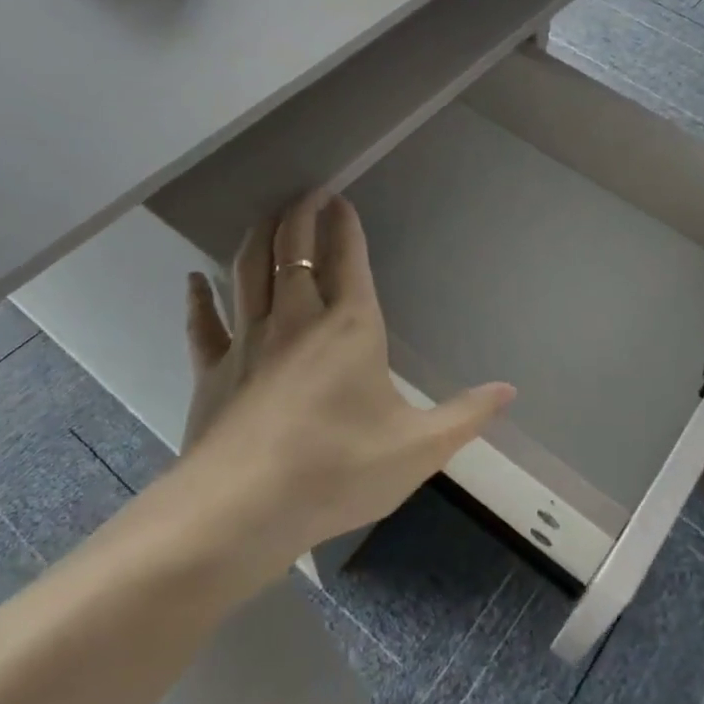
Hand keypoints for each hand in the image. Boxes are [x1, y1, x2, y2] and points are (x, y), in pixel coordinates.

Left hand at [184, 191, 515, 557]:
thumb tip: (509, 390)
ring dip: (258, 236)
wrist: (243, 511)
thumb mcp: (418, 448)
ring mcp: (248, 340)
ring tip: (266, 216)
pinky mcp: (212, 370)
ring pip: (249, 270)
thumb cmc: (339, 471)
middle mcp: (297, 319)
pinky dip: (199, 296)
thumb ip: (466, 415)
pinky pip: (202, 322)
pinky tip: (194, 278)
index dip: (344, 224)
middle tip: (306, 192)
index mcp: (350, 327)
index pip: (347, 258)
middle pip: (293, 249)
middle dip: (300, 214)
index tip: (340, 198)